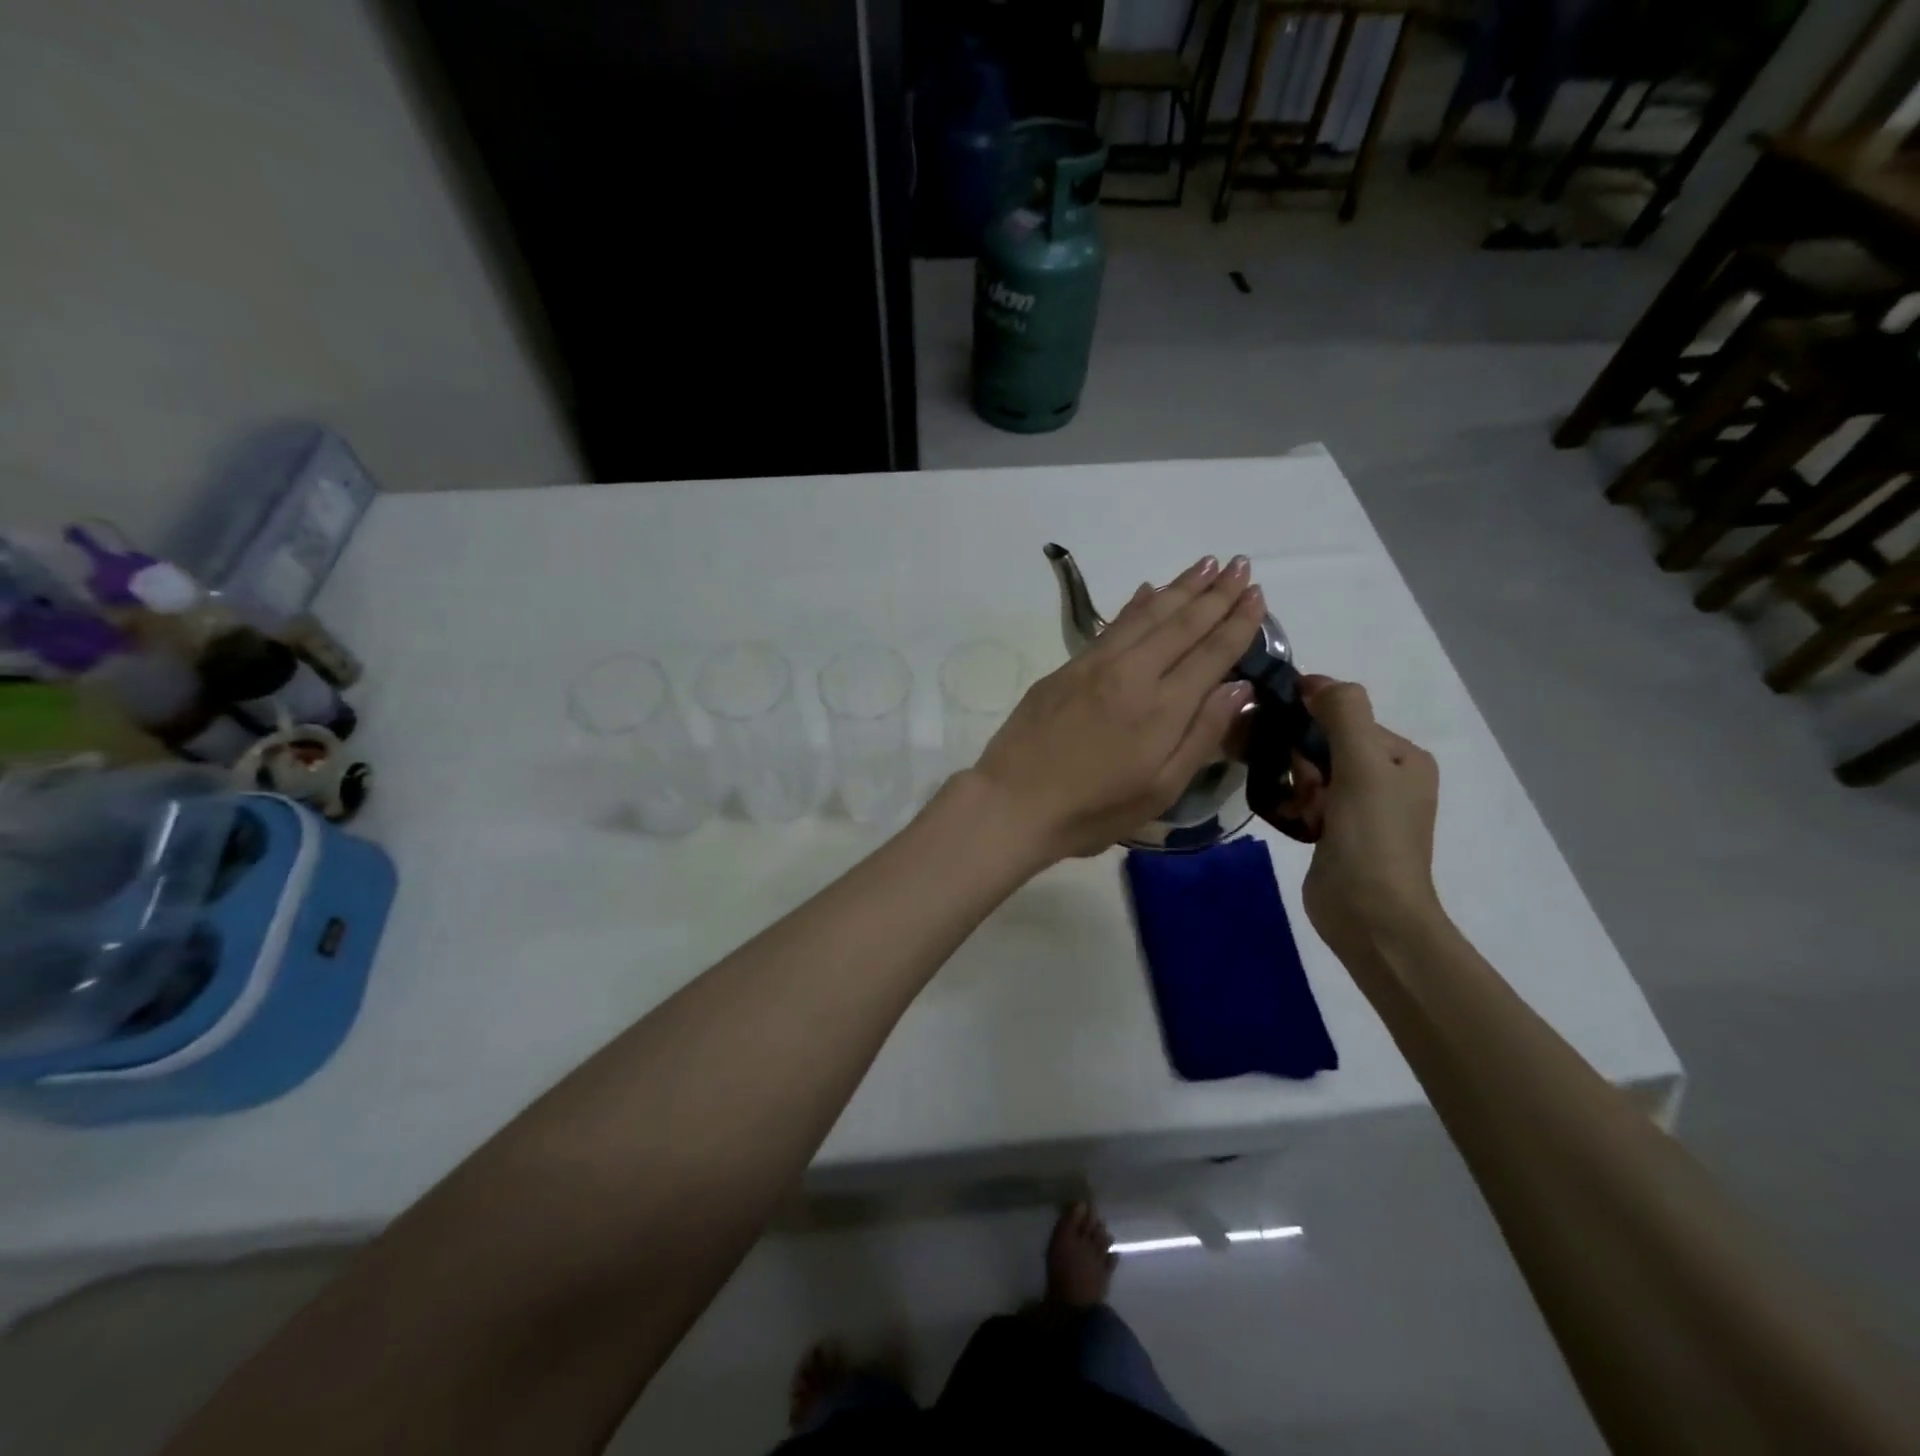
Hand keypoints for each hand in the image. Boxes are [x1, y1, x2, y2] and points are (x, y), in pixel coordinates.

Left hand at [970, 554, 1267, 863]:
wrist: (1013, 803)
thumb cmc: (1093, 810)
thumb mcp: (1160, 790)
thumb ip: (1202, 735)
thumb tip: (1240, 686)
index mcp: (1162, 708)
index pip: (1211, 654)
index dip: (1238, 623)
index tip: (1258, 595)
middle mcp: (1133, 674)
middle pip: (1181, 624)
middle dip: (1215, 593)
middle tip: (1241, 565)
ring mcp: (1095, 666)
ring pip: (1146, 615)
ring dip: (1180, 587)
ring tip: (1207, 564)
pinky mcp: (1067, 668)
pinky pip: (1112, 625)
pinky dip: (1136, 605)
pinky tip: (1149, 590)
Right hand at [1277, 678, 1442, 954]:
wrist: (1370, 915)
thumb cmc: (1371, 836)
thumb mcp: (1362, 765)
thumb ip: (1343, 714)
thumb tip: (1314, 681)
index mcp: (1403, 757)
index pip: (1346, 717)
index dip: (1311, 722)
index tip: (1280, 732)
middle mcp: (1386, 777)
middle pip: (1326, 743)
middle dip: (1301, 758)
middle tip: (1297, 785)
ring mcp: (1361, 807)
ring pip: (1312, 772)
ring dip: (1294, 782)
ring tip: (1293, 805)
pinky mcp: (1337, 832)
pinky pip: (1306, 800)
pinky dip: (1292, 803)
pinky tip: (1288, 817)